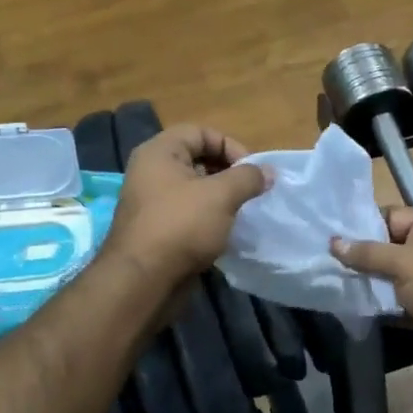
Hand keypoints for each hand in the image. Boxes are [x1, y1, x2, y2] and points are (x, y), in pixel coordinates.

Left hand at [108, 124, 269, 285]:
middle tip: (250, 192)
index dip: (229, 146)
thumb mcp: (221, 195)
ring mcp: (152, 202)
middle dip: (228, 173)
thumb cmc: (181, 226)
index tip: (251, 171)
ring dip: (220, 198)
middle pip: (197, 159)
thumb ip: (248, 178)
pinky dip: (208, 218)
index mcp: (159, 152)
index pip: (200, 132)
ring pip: (194, 189)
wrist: (144, 280)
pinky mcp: (157, 229)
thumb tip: (268, 172)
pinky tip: (224, 232)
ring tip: (241, 212)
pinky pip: (188, 213)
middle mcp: (151, 171)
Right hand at [333, 207, 412, 370]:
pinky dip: (387, 306)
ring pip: (396, 278)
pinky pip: (404, 302)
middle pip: (391, 248)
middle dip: (363, 258)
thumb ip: (368, 253)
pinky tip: (361, 310)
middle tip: (327, 264)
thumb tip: (334, 242)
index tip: (330, 237)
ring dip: (373, 284)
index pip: (389, 217)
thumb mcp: (403, 263)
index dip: (361, 226)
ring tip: (337, 287)